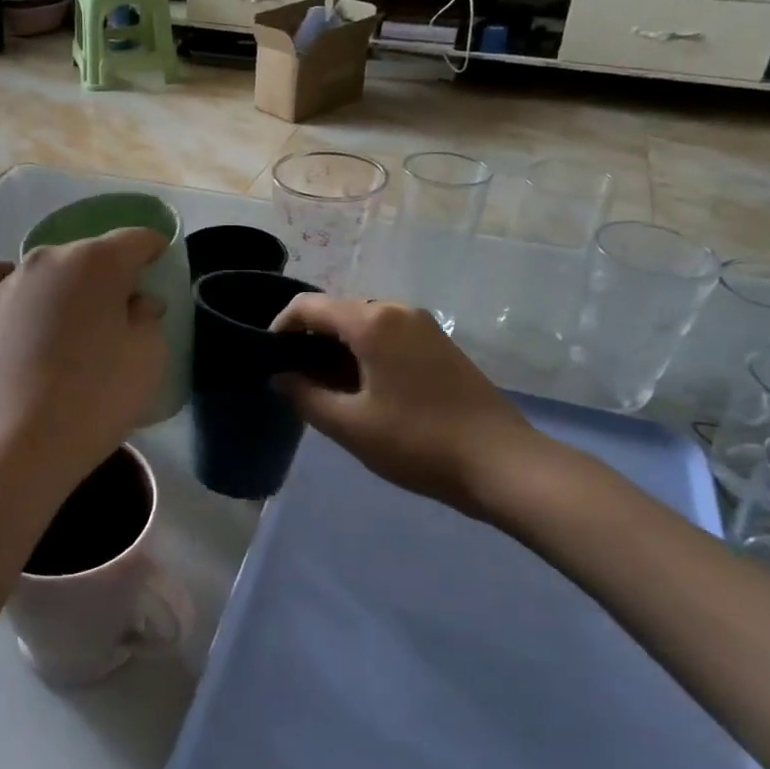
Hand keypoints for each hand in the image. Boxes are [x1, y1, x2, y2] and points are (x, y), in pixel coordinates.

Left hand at [0, 230, 167, 502]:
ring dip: (62, 289)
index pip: (136, 239)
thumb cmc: (94, 401)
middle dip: (108, 277)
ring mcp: (4, 283)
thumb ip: (148, 319)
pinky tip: (8, 296)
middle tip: (118, 319)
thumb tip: (136, 301)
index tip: (160, 270)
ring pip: (44, 271)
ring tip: (68, 329)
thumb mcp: (147, 360)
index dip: (154, 250)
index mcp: (97, 261)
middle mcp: (47, 259)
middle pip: (88, 255)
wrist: (14, 448)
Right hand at [271, 295, 573, 523]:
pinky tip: (363, 388)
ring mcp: (423, 325)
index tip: (268, 357)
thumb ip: (306, 397)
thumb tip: (279, 377)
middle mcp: (397, 310)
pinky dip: (365, 352)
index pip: (309, 306)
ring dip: (338, 347)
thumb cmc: (417, 441)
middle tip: (293, 378)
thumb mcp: (350, 425)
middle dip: (310, 339)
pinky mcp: (440, 344)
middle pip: (338, 311)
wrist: (501, 462)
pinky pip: (388, 335)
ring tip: (325, 387)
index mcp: (372, 321)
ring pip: (364, 324)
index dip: (281, 326)